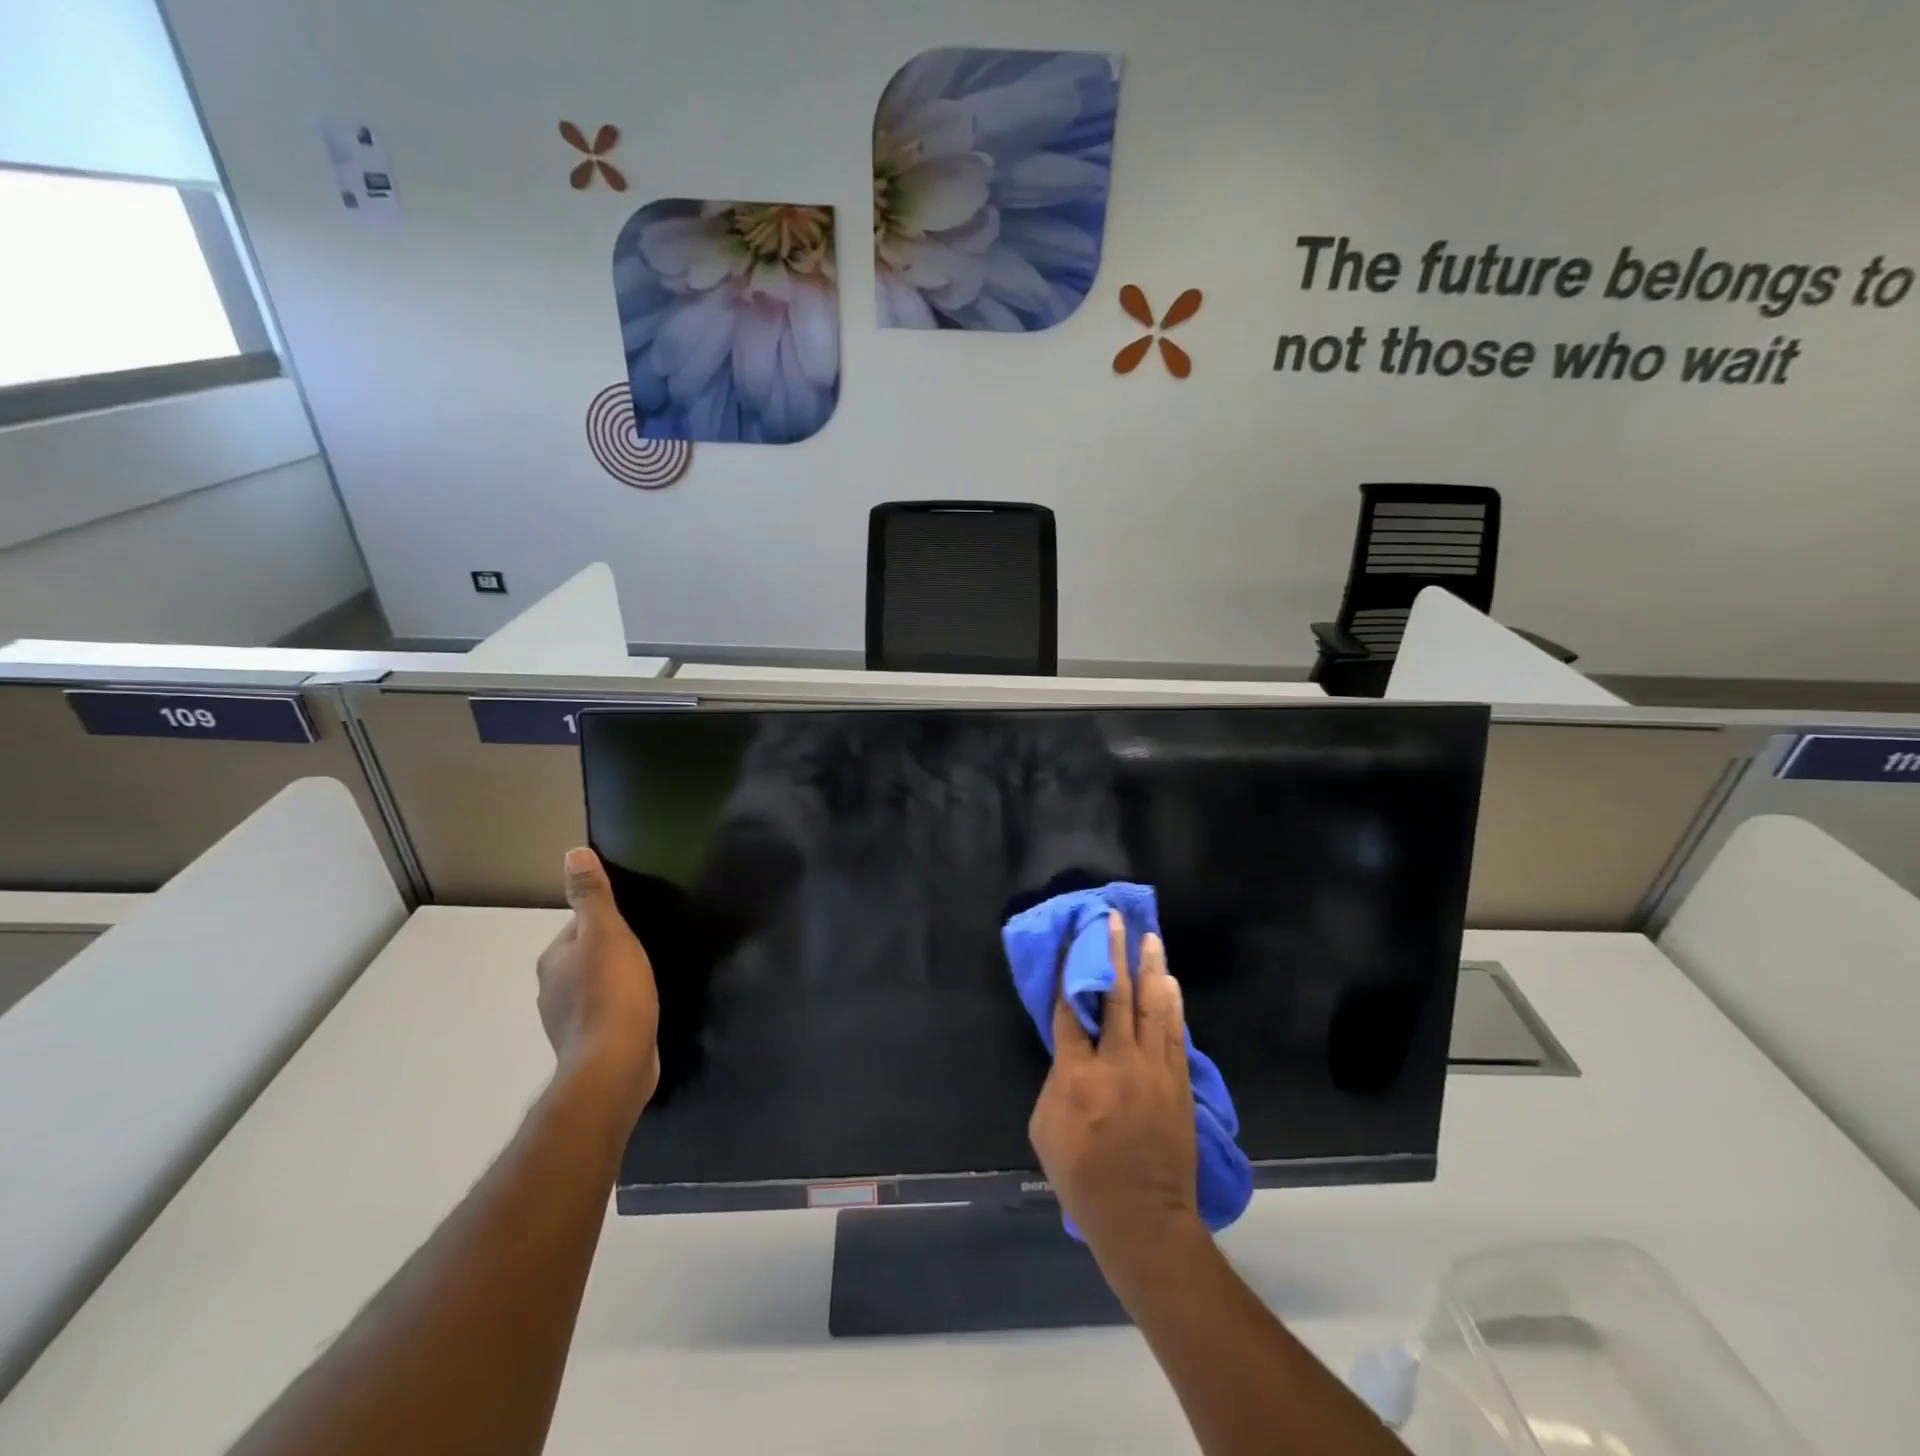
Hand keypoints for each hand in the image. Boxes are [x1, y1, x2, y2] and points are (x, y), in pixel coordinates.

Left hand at [536, 848, 659, 1120]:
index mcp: (553, 959)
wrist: (614, 1065)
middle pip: (584, 956)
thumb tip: (573, 852)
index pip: (578, 926)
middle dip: (610, 951)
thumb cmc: (612, 993)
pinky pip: (604, 1014)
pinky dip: (619, 1008)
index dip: (606, 921)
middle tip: (646, 948)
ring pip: (593, 987)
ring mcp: (567, 1020)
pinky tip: (641, 1010)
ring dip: (615, 981)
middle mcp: (551, 988)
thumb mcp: (607, 934)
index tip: (634, 923)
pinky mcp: (587, 1044)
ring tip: (647, 978)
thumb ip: (592, 896)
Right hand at [1028, 913, 1200, 1262]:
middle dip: (1113, 954)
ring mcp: (1153, 1070)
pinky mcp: (1178, 1082)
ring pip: (1152, 1006)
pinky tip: (1170, 981)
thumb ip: (1058, 1079)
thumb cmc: (1083, 1177)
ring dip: (1149, 968)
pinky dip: (1172, 1004)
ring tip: (1148, 937)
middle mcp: (1117, 1063)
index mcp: (1077, 1075)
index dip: (1067, 973)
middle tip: (1113, 920)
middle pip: (1115, 996)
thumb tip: (1073, 1050)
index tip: (1069, 943)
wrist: (1143, 1219)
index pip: (1069, 1011)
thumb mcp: (1046, 1129)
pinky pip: (1175, 1033)